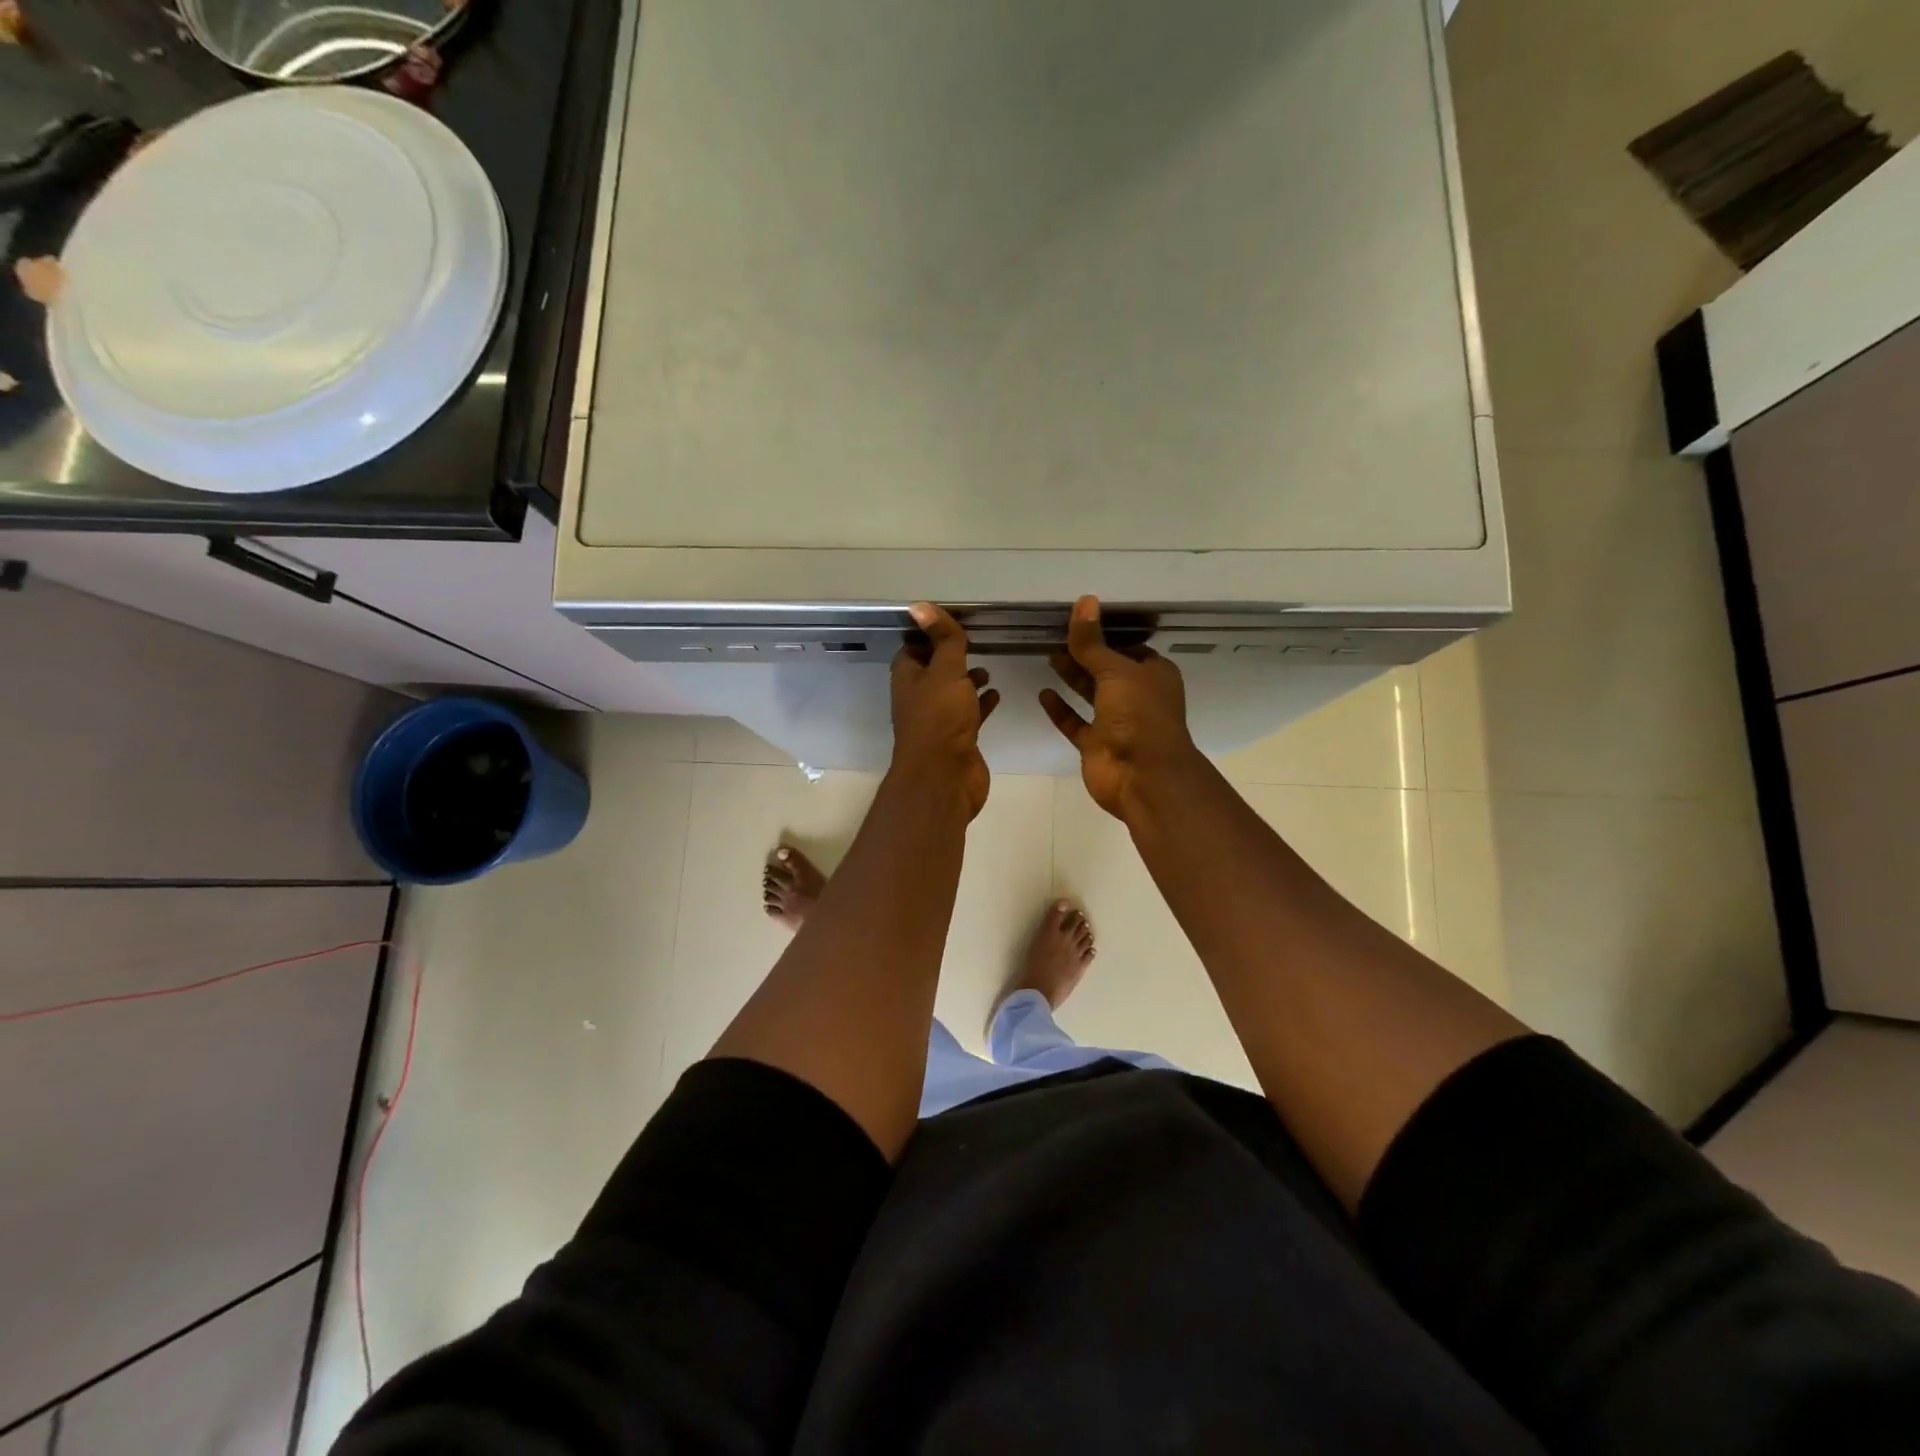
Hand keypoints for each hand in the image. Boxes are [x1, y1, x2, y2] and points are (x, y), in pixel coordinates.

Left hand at [891, 601, 999, 817]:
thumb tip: (919, 605)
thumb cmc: (941, 719)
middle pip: (934, 670)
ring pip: (953, 692)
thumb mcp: (945, 671)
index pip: (914, 647)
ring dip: (967, 680)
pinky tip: (997, 693)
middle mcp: (920, 697)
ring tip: (988, 665)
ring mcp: (939, 720)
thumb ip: (942, 640)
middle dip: (951, 657)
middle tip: (975, 640)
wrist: (945, 777)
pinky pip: (970, 713)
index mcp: (909, 678)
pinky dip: (981, 703)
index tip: (953, 620)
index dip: (930, 633)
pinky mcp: (958, 738)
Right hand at [1041, 595, 1199, 820]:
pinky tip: (1043, 693)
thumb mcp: (1116, 671)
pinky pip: (1075, 722)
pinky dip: (1061, 709)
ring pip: (1091, 694)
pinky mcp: (1096, 744)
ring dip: (1072, 677)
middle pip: (1107, 669)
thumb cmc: (1139, 716)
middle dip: (1085, 654)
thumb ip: (1093, 642)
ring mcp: (1116, 722)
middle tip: (1056, 636)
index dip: (1107, 635)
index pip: (1129, 647)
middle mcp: (1136, 696)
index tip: (1080, 621)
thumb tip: (1084, 601)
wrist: (1142, 777)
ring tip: (1048, 656)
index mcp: (1153, 675)